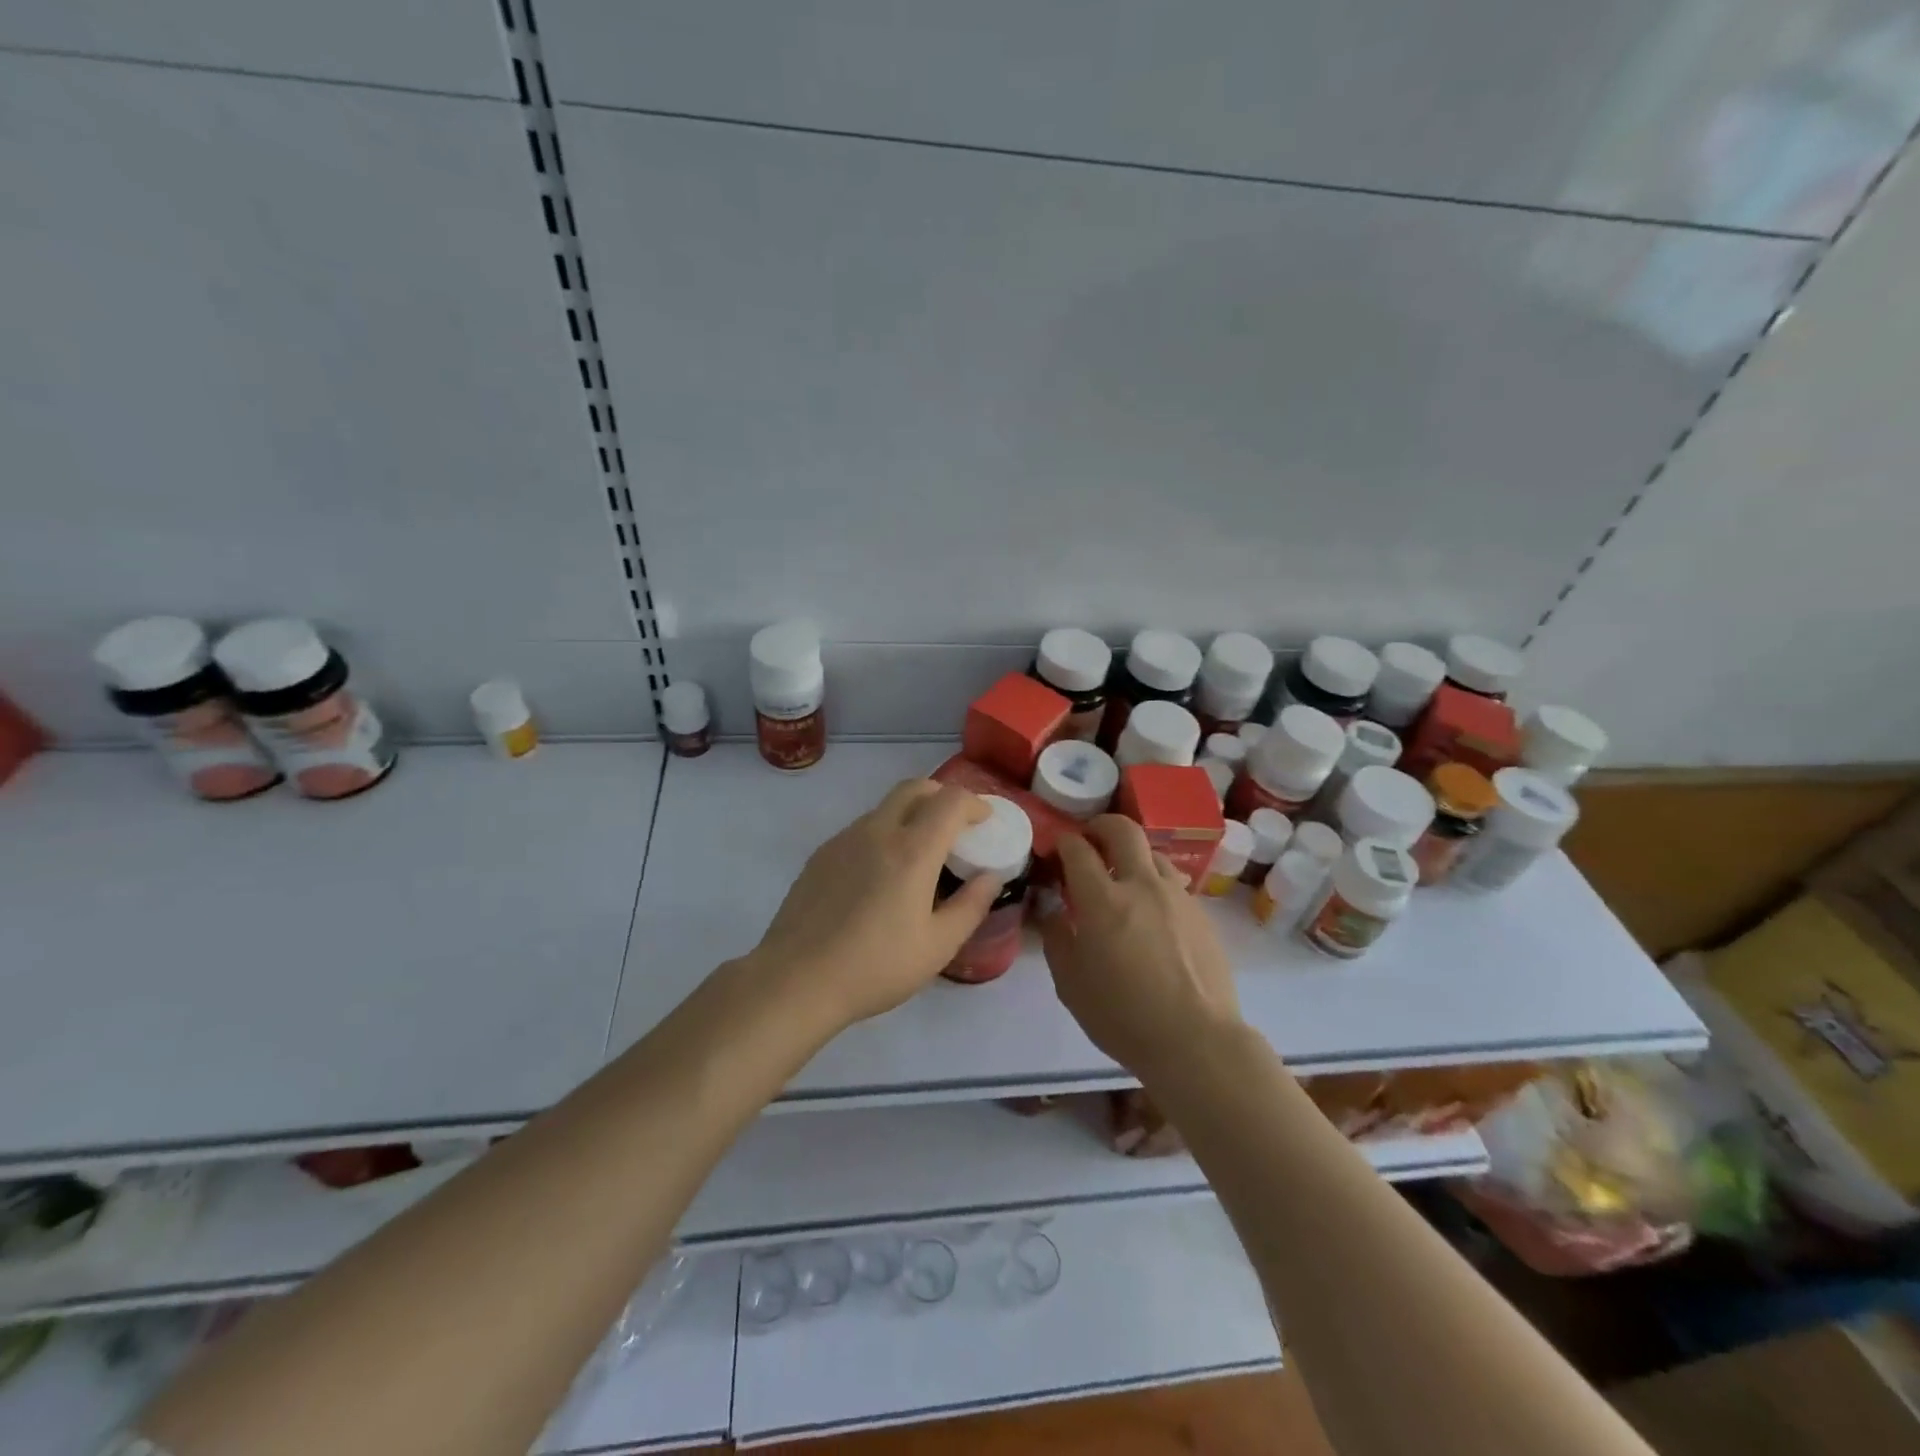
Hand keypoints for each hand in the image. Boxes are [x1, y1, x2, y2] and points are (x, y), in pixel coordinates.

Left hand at [747, 779, 1001, 1027]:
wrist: (796, 979)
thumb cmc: (876, 967)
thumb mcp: (938, 946)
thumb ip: (971, 906)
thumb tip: (990, 877)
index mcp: (912, 851)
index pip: (950, 801)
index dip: (974, 804)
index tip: (984, 821)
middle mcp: (877, 832)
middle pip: (914, 788)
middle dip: (942, 796)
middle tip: (955, 824)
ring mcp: (844, 840)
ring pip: (885, 808)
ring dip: (911, 814)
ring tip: (919, 854)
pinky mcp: (821, 855)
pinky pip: (861, 829)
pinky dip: (884, 834)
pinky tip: (881, 875)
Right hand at [1041, 816, 1243, 1083]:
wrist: (1197, 1041)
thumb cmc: (1123, 1017)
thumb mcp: (1071, 985)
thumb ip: (1057, 938)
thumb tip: (1053, 910)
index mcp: (1102, 900)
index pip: (1078, 849)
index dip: (1062, 842)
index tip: (1056, 850)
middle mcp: (1142, 885)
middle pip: (1123, 829)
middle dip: (1101, 825)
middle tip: (1090, 840)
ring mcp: (1177, 896)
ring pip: (1153, 853)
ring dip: (1132, 855)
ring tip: (1123, 879)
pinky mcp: (1201, 913)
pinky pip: (1173, 883)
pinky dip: (1155, 884)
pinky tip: (1151, 913)